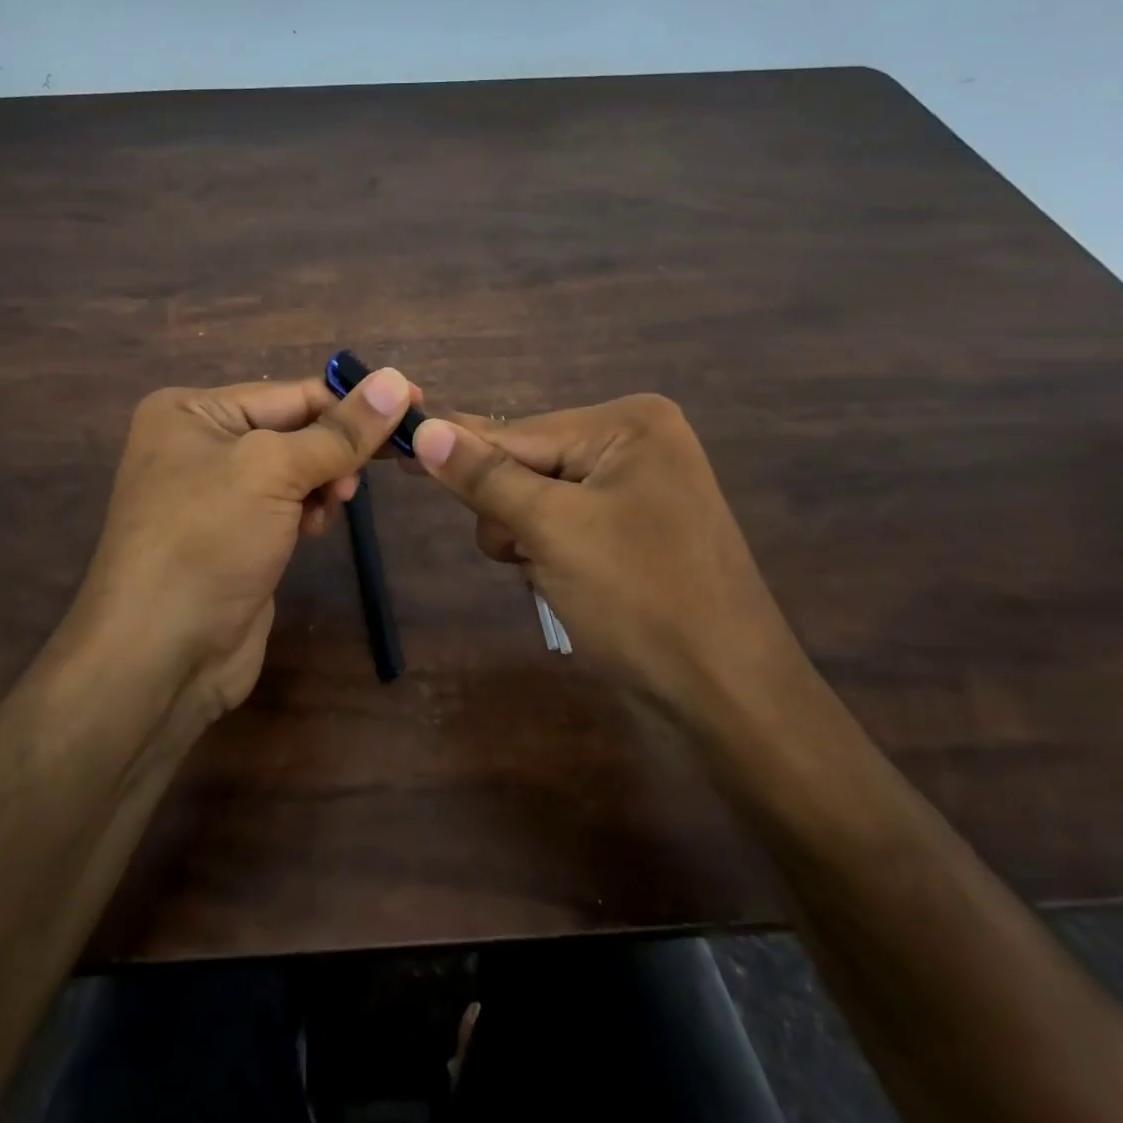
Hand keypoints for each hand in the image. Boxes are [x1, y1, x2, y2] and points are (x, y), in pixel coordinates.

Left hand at [66, 369, 415, 721]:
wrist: (160, 656)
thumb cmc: (208, 540)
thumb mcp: (274, 471)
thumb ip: (340, 430)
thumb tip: (397, 381)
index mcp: (192, 412)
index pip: (290, 392)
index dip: (353, 399)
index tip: (415, 402)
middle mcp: (198, 444)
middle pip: (293, 428)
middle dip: (337, 446)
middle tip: (389, 460)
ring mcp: (215, 494)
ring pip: (295, 468)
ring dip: (325, 480)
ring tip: (335, 501)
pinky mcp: (234, 535)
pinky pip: (285, 505)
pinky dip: (309, 510)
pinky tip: (314, 528)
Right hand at [412, 397, 797, 717]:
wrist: (729, 698)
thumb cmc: (642, 601)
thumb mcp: (553, 530)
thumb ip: (484, 477)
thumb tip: (424, 429)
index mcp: (628, 424)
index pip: (515, 431)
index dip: (454, 447)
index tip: (392, 446)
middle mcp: (636, 442)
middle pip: (527, 463)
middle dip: (510, 512)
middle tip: (522, 553)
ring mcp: (638, 487)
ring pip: (538, 498)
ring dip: (526, 537)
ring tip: (552, 577)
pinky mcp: (635, 528)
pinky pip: (564, 523)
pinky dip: (549, 552)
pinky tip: (567, 584)